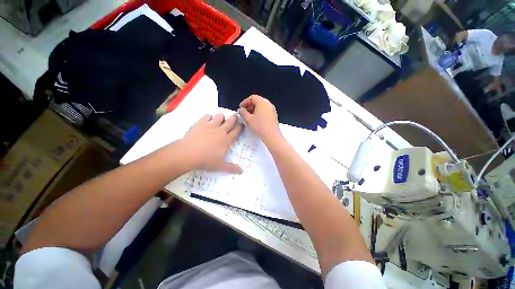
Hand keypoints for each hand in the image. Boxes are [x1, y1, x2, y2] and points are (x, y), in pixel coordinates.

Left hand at [181, 113, 243, 172]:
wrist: (187, 154)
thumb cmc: (205, 160)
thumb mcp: (220, 166)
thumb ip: (232, 168)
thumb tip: (241, 171)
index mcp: (226, 140)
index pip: (237, 130)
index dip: (241, 126)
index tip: (242, 124)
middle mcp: (220, 130)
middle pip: (231, 120)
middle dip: (234, 118)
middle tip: (235, 118)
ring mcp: (210, 125)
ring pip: (220, 116)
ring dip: (221, 117)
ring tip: (219, 121)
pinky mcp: (200, 123)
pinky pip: (207, 115)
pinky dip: (209, 117)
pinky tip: (207, 122)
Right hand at [238, 95, 280, 143]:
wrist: (271, 135)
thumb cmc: (260, 126)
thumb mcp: (248, 119)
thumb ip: (243, 112)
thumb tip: (240, 109)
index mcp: (262, 102)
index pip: (252, 97)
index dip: (245, 102)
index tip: (241, 107)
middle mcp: (268, 104)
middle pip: (257, 101)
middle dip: (249, 106)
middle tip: (244, 112)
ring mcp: (272, 110)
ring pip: (261, 106)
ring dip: (254, 110)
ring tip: (249, 116)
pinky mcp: (274, 115)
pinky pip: (265, 111)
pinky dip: (259, 113)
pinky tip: (256, 120)